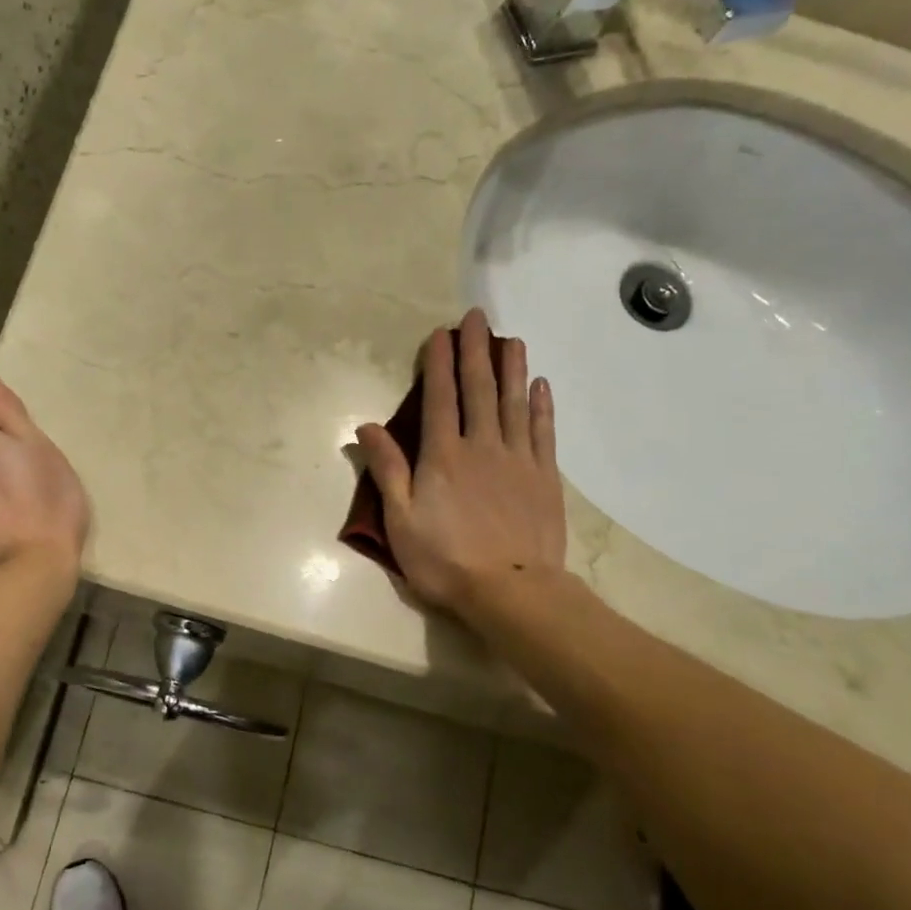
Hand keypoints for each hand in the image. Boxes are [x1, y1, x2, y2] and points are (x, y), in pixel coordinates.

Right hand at [355, 308, 567, 620]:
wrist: (512, 592)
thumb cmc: (445, 560)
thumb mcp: (401, 519)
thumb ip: (387, 469)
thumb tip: (366, 427)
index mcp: (442, 455)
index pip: (439, 398)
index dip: (438, 363)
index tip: (440, 334)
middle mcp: (482, 446)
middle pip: (479, 389)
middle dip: (476, 350)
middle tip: (478, 317)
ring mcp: (517, 459)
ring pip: (514, 402)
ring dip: (511, 368)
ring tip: (511, 339)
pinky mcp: (544, 477)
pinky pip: (542, 431)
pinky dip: (540, 405)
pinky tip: (539, 384)